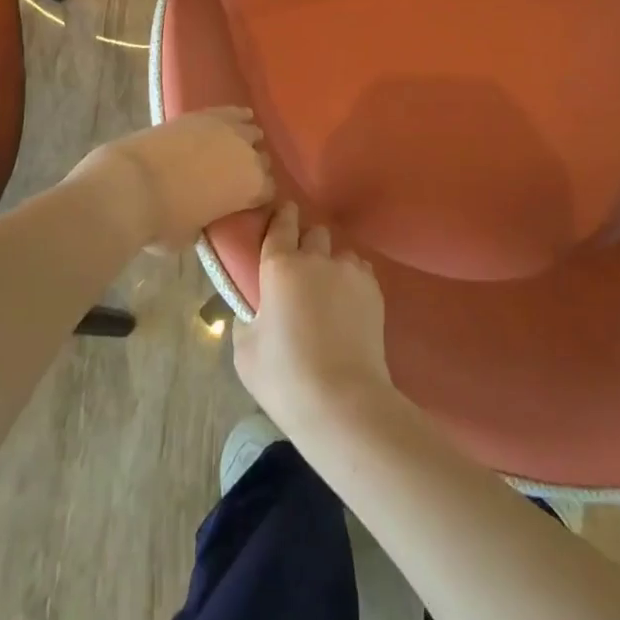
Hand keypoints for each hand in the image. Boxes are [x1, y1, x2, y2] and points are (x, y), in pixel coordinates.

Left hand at [74, 107, 274, 251]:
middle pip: (262, 160)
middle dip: (252, 169)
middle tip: (234, 179)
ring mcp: (227, 129)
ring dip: (246, 141)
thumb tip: (203, 214)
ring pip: (251, 131)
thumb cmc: (163, 221)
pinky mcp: (204, 114)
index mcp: (253, 187)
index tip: (246, 203)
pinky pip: (232, 111)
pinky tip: (237, 118)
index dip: (257, 198)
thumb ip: (208, 220)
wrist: (131, 185)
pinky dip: (236, 116)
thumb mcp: (193, 234)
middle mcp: (248, 154)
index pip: (269, 190)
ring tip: (234, 149)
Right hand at [233, 203, 392, 437]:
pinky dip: (352, 281)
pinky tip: (348, 306)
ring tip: (329, 291)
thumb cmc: (285, 378)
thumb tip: (258, 309)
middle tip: (300, 269)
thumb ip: (248, 318)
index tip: (282, 217)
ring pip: (339, 253)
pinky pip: (360, 272)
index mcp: (280, 265)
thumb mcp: (245, 351)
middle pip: (314, 233)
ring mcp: (349, 271)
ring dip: (331, 264)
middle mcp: (316, 258)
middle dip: (307, 243)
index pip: (281, 223)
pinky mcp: (374, 290)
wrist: (343, 402)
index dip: (282, 217)